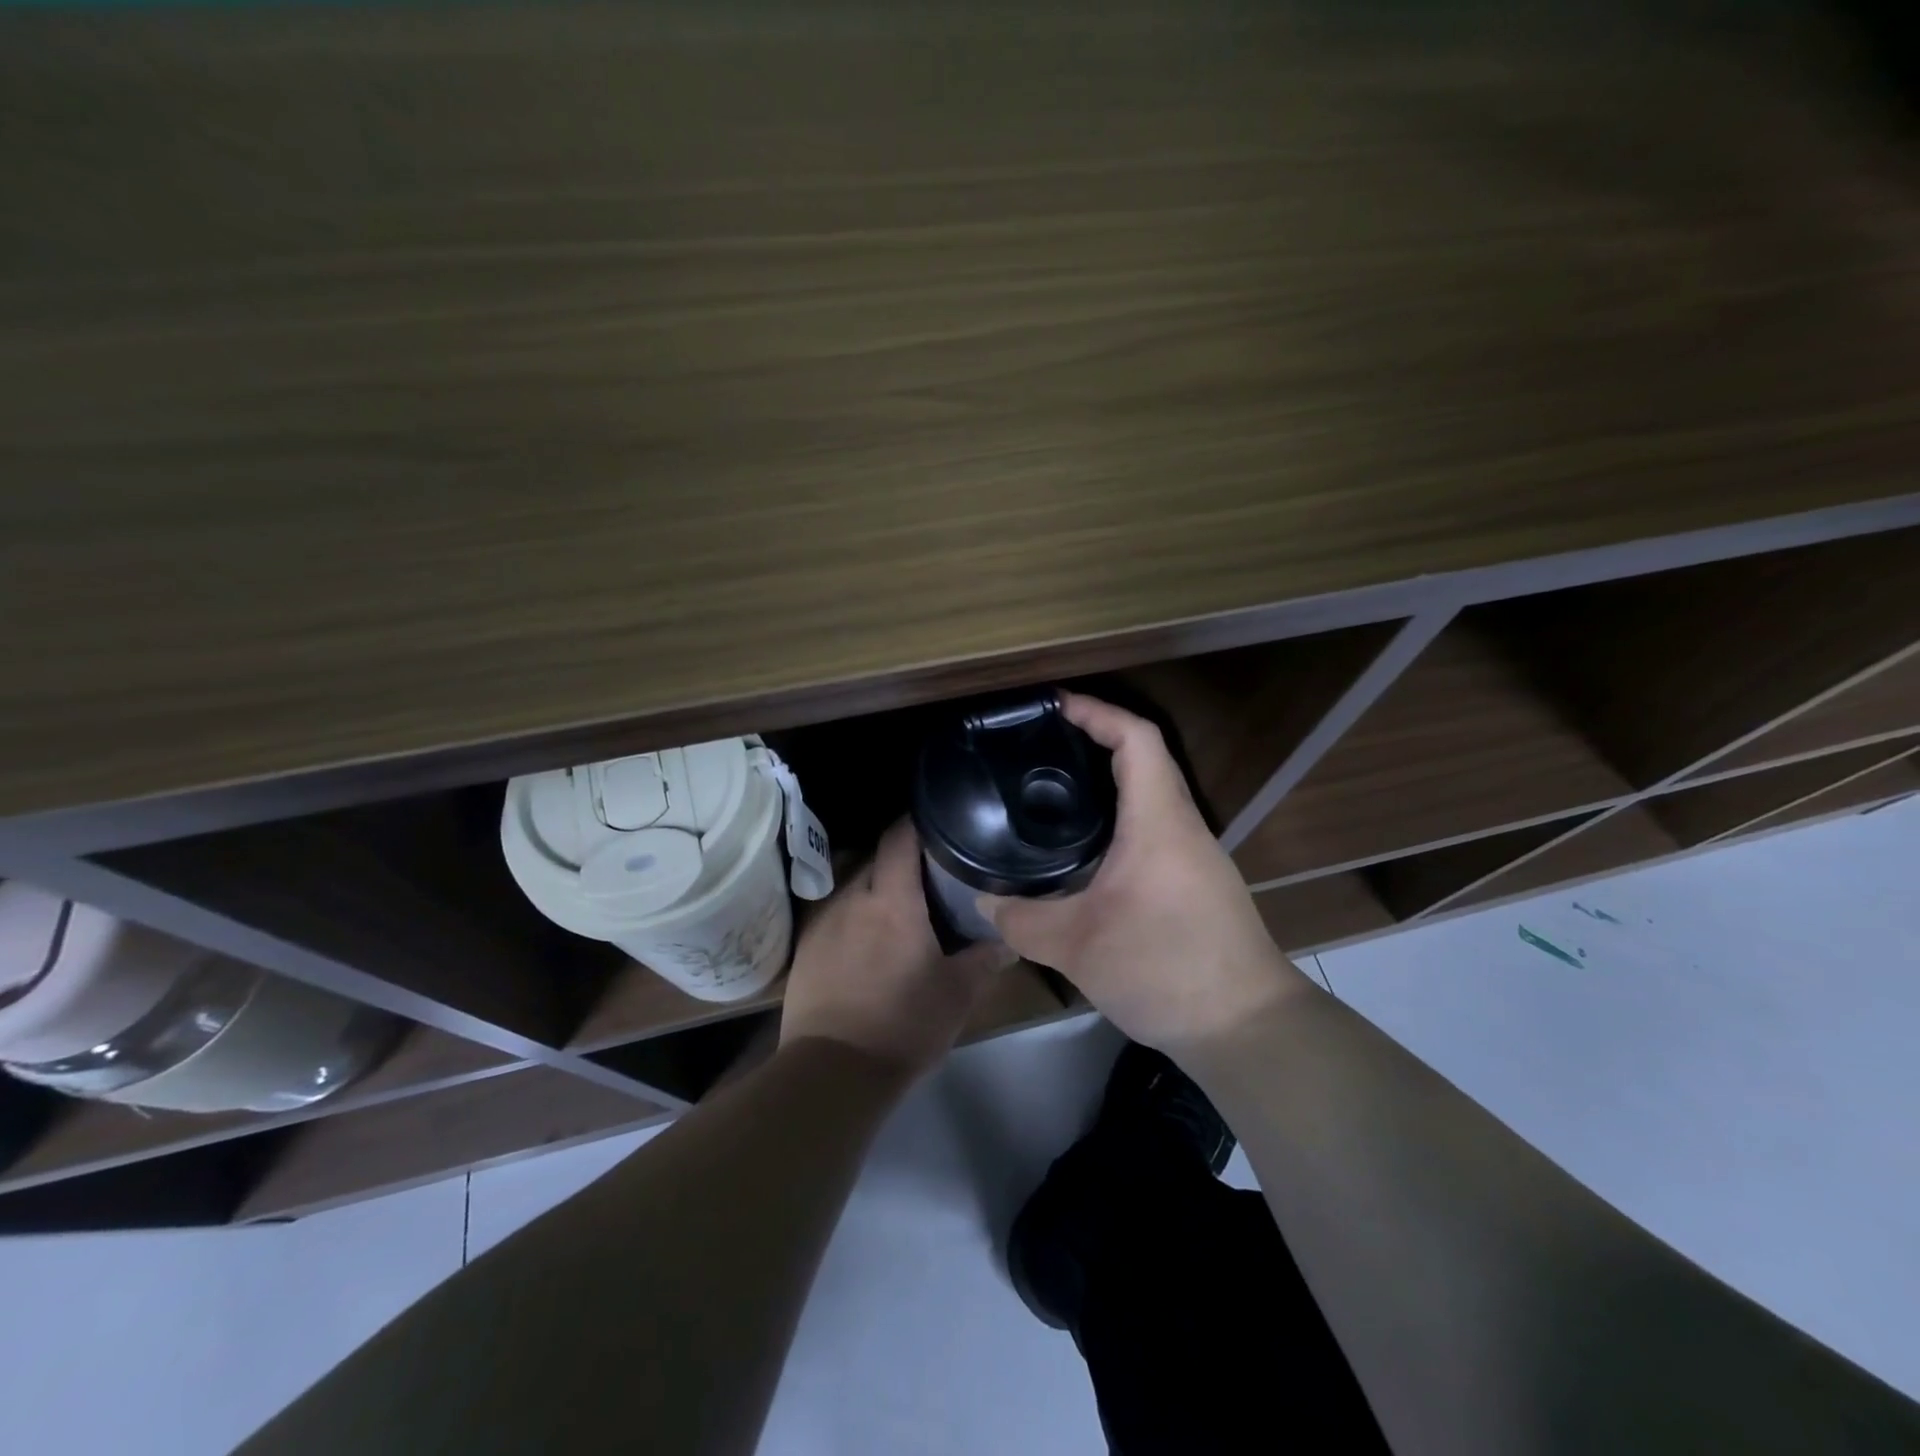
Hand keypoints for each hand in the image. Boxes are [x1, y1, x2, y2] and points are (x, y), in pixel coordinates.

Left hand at [780, 820, 1010, 1074]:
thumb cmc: (903, 1024)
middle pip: (877, 860)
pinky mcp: (805, 948)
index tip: (937, 824)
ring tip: (898, 910)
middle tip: (929, 876)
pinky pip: (834, 916)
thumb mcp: (957, 995)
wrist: (832, 1071)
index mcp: (892, 901)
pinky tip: (866, 943)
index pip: (900, 838)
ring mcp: (823, 922)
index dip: (917, 823)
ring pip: (854, 887)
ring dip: (876, 891)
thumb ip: (984, 961)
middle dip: (901, 861)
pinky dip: (853, 918)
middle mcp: (853, 899)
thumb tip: (1008, 942)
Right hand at [978, 692, 1313, 1053]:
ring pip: (1149, 795)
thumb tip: (985, 902)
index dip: (1096, 711)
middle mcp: (1181, 826)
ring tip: (1052, 788)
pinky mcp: (1194, 881)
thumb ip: (1022, 920)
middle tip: (1039, 745)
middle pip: (1143, 759)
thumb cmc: (1165, 969)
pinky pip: (1153, 828)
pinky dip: (1117, 818)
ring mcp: (1193, 855)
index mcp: (1159, 822)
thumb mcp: (1078, 946)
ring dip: (1106, 781)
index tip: (1054, 705)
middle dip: (1093, 739)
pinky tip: (1083, 847)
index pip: (1136, 739)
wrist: (1245, 1028)